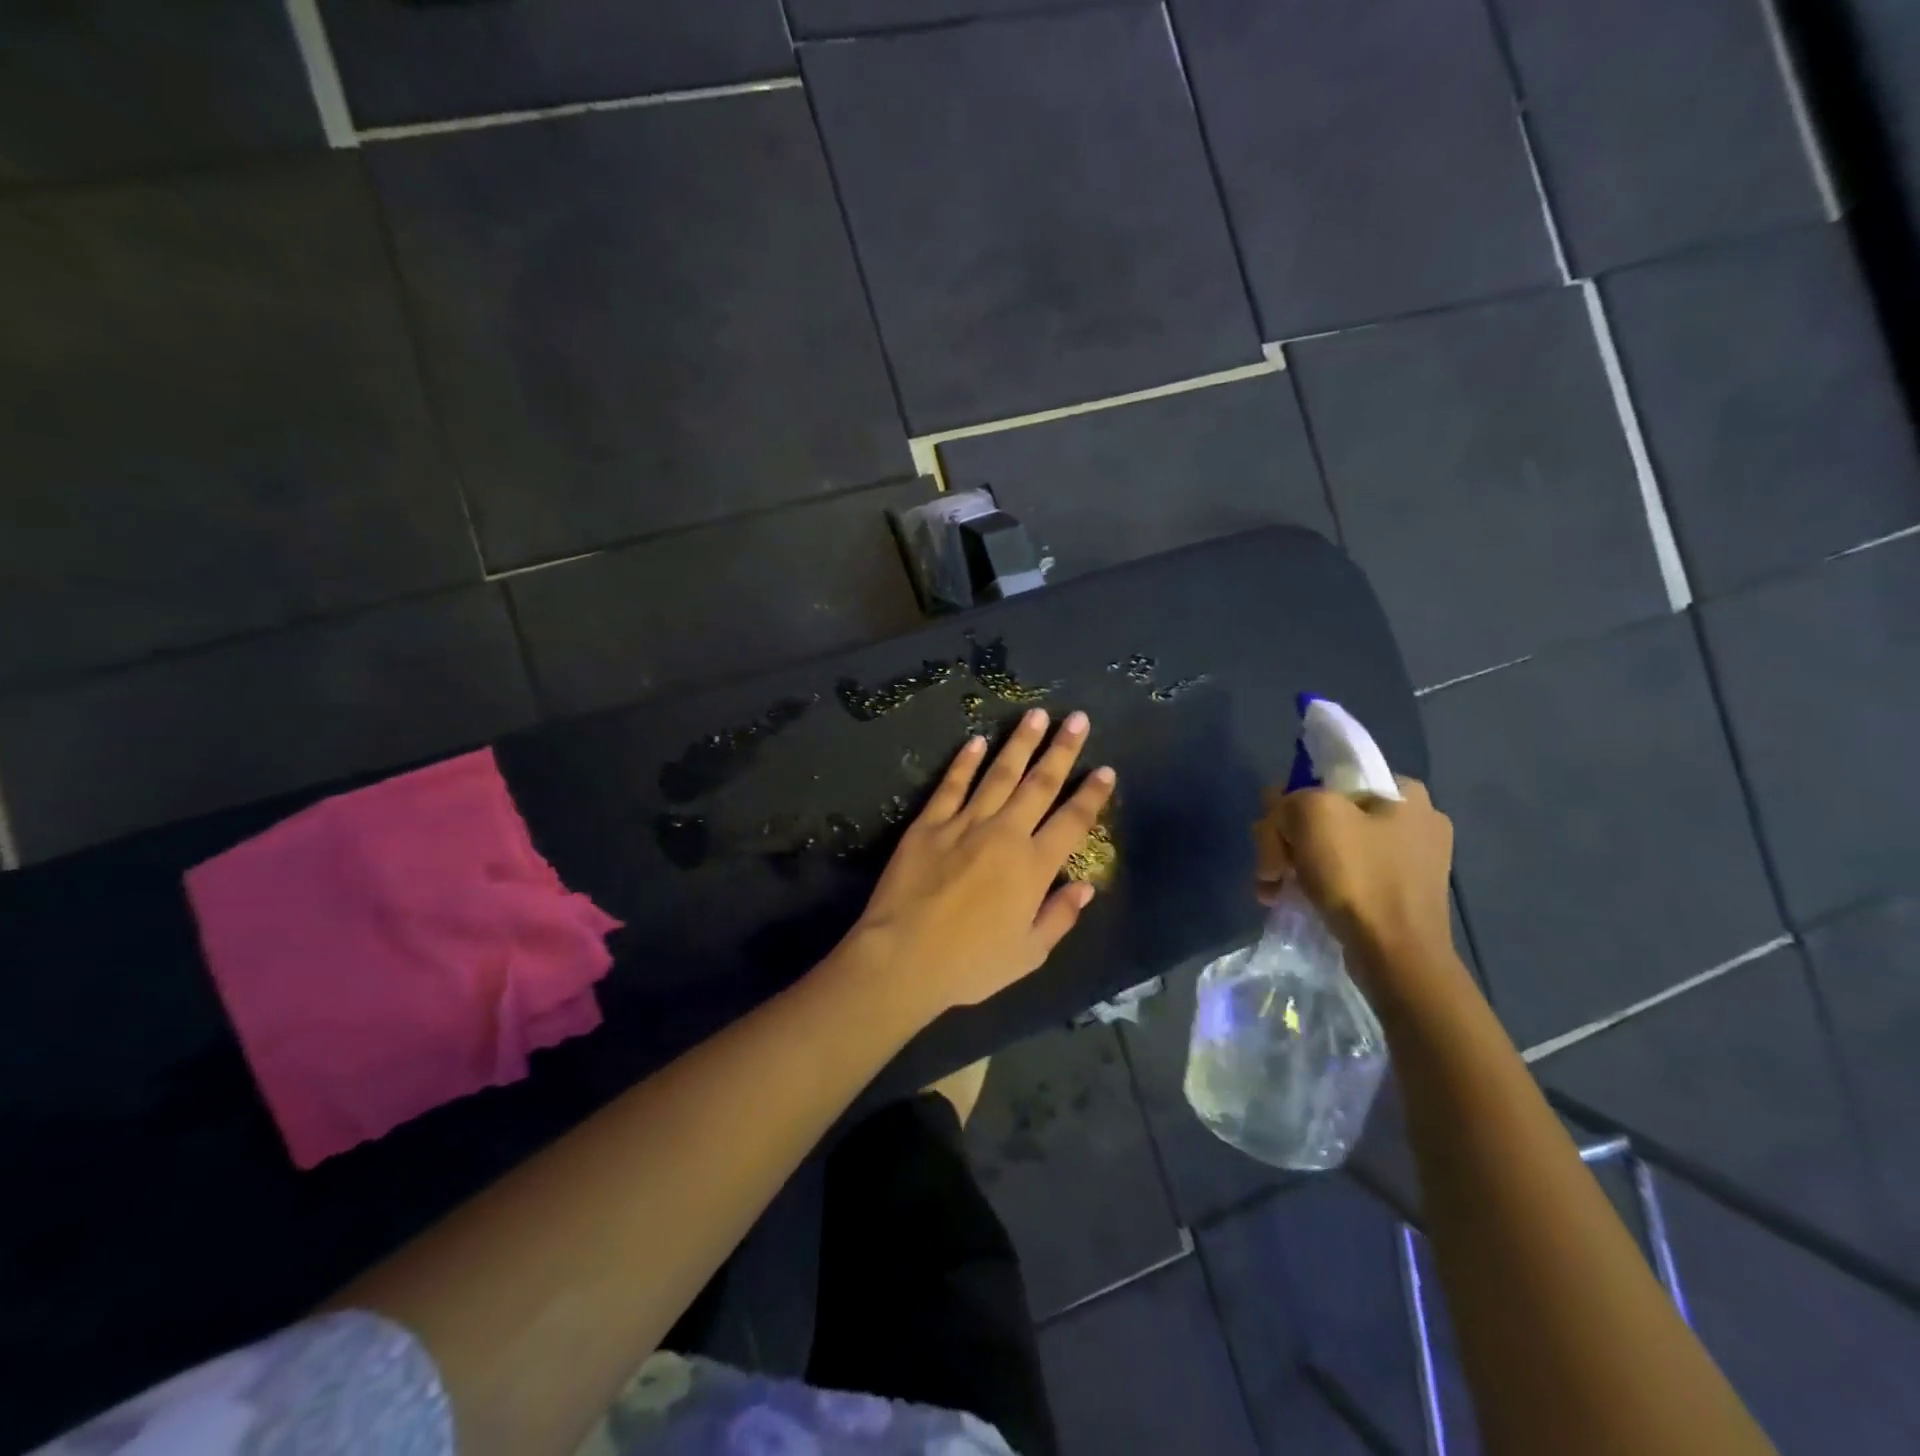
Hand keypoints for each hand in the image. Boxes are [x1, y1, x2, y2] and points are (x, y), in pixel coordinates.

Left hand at [848, 709, 1115, 1016]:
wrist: (902, 957)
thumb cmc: (970, 964)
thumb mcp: (1028, 954)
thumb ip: (1059, 916)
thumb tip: (1085, 885)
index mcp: (1033, 866)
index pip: (1072, 821)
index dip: (1091, 794)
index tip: (1106, 769)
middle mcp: (1004, 834)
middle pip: (1039, 784)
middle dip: (1061, 750)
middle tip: (1077, 719)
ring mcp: (964, 824)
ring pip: (999, 774)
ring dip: (1020, 743)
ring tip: (1035, 714)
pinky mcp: (928, 824)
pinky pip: (951, 785)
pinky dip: (965, 762)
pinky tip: (976, 741)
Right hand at [1252, 776, 1454, 985]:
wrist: (1397, 958)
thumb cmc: (1359, 877)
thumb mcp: (1312, 814)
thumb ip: (1288, 800)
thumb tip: (1282, 816)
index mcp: (1404, 793)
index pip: (1329, 778)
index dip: (1291, 800)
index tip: (1274, 831)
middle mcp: (1414, 822)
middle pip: (1324, 815)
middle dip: (1285, 840)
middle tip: (1269, 869)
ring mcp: (1409, 862)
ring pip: (1329, 847)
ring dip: (1292, 865)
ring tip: (1270, 891)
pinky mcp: (1398, 897)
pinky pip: (1344, 877)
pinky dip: (1314, 885)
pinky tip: (1291, 901)